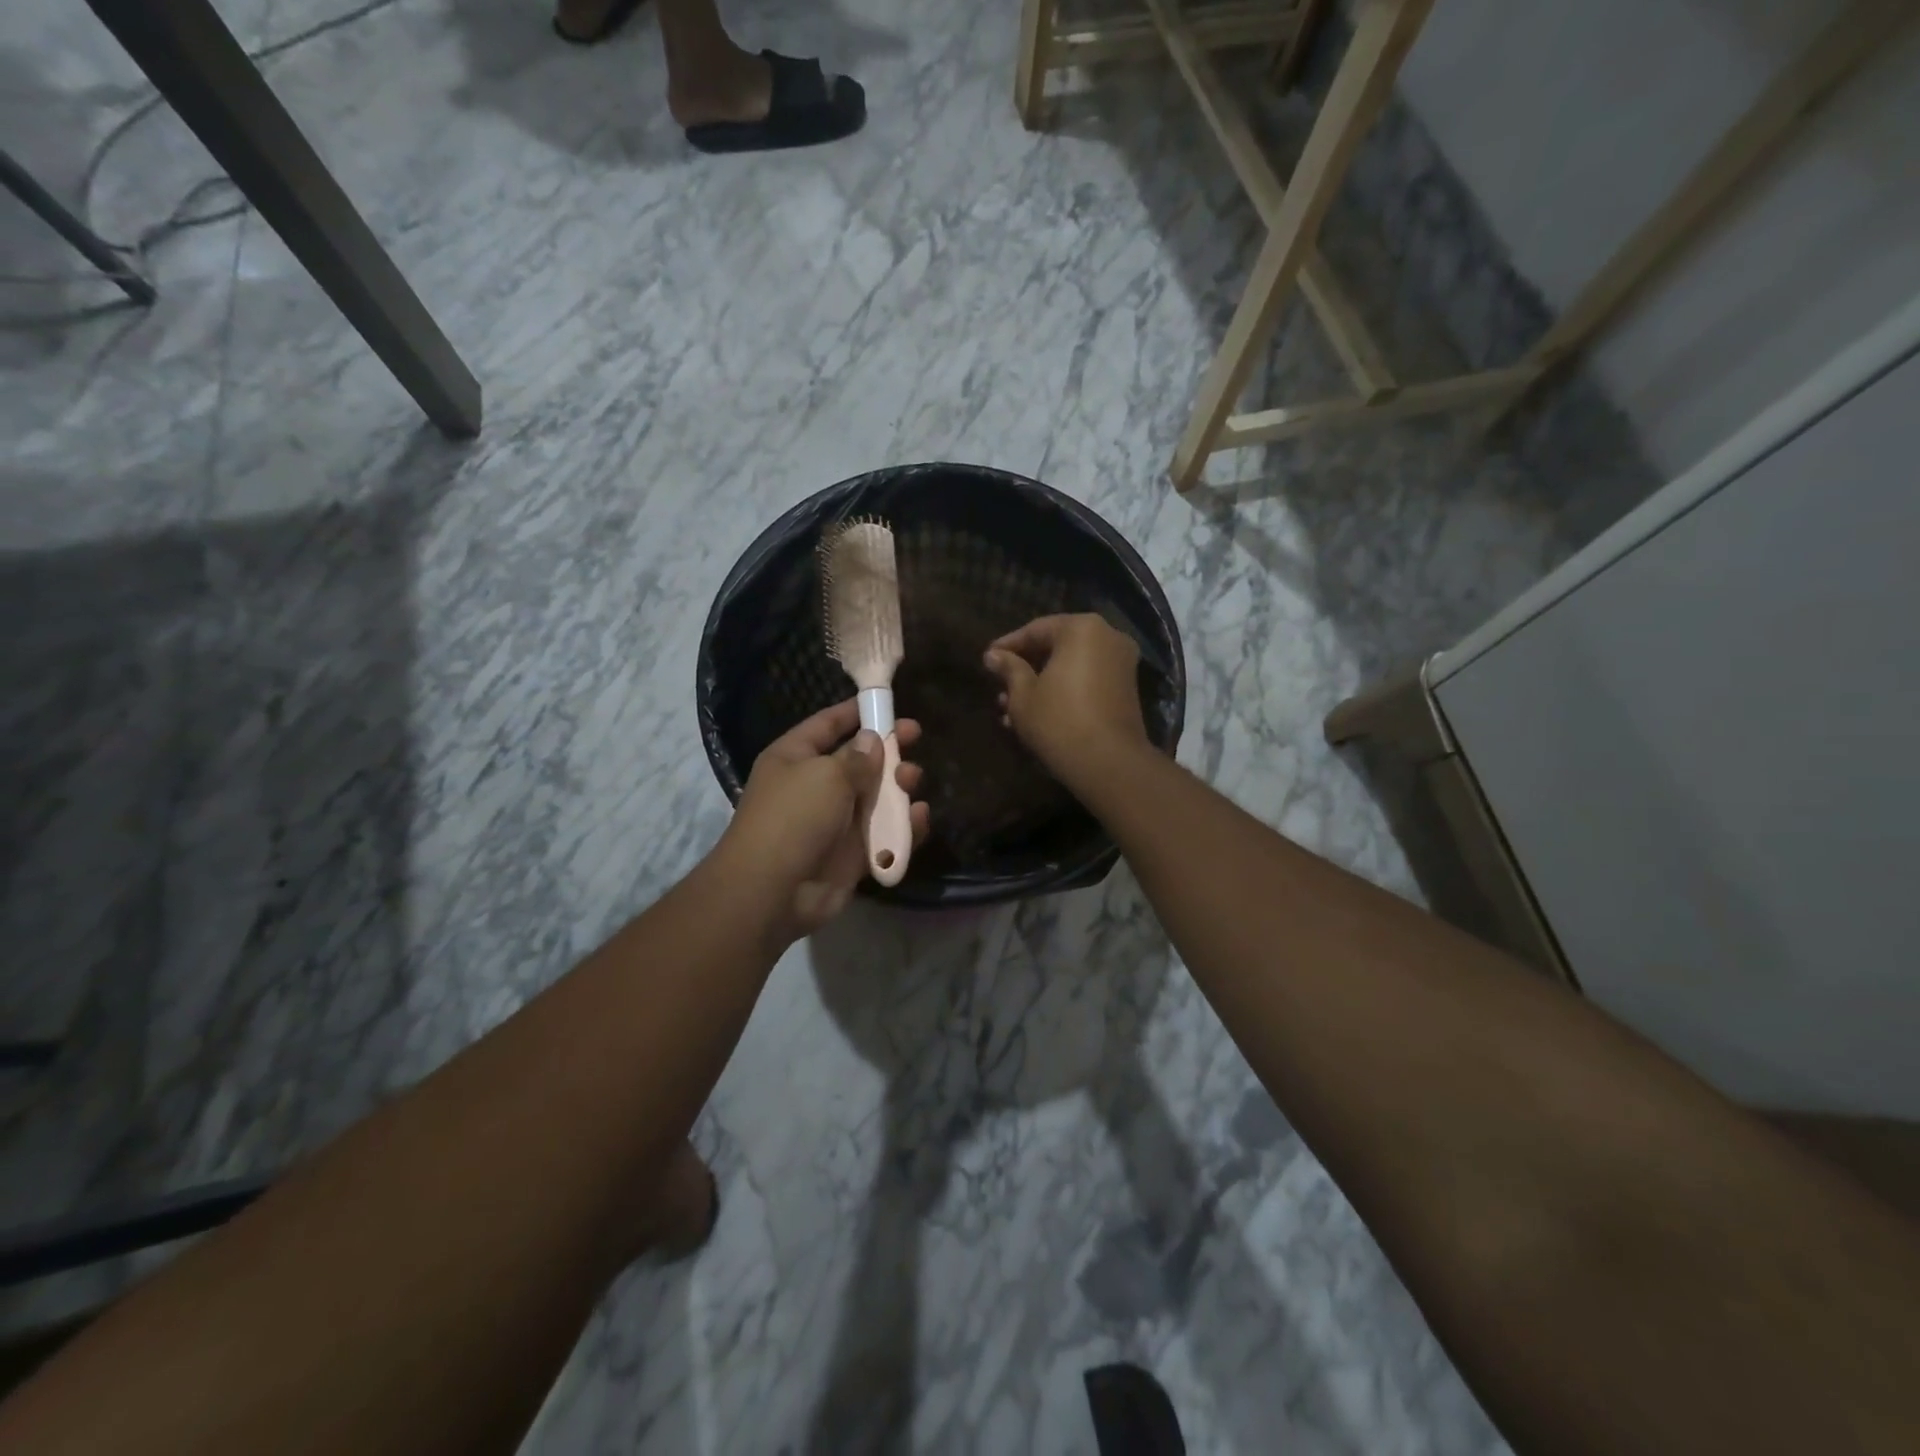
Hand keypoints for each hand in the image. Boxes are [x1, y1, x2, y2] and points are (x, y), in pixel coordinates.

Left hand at [721, 699, 930, 936]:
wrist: (773, 891)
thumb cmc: (794, 817)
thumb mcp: (826, 775)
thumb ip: (857, 757)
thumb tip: (873, 741)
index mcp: (795, 758)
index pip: (827, 725)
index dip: (855, 712)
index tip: (887, 703)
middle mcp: (814, 786)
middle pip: (858, 760)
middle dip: (888, 750)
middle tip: (916, 738)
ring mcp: (834, 822)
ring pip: (876, 797)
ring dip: (898, 787)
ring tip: (912, 780)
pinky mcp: (852, 855)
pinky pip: (884, 834)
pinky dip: (903, 827)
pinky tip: (918, 817)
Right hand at [983, 613, 1151, 789]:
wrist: (1109, 763)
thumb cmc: (1059, 721)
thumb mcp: (1023, 696)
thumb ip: (1009, 669)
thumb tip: (993, 655)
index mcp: (1082, 629)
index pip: (1036, 630)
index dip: (1008, 646)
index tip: (987, 660)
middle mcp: (1108, 637)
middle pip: (1056, 647)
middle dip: (1025, 669)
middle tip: (999, 687)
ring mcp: (1121, 664)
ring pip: (1070, 667)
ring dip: (1041, 685)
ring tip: (1010, 709)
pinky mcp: (1126, 690)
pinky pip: (1087, 681)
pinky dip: (1063, 692)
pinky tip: (1036, 716)